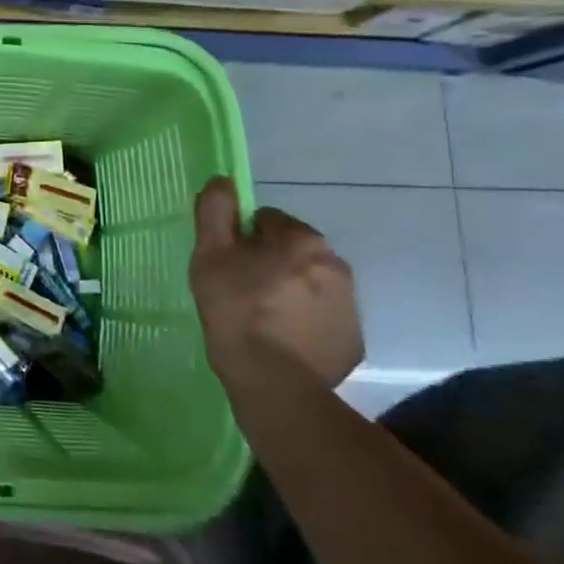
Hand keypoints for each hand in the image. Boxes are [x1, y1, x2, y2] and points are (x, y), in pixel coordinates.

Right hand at [189, 176, 362, 391]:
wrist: (274, 383)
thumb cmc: (235, 311)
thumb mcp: (210, 255)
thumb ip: (215, 211)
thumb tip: (222, 180)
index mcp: (302, 240)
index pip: (266, 221)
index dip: (241, 238)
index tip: (227, 264)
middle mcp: (336, 265)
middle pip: (292, 251)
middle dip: (269, 263)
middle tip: (240, 290)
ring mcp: (350, 306)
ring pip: (309, 283)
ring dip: (288, 291)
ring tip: (260, 319)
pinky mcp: (353, 341)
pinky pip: (321, 317)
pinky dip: (303, 321)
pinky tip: (281, 340)